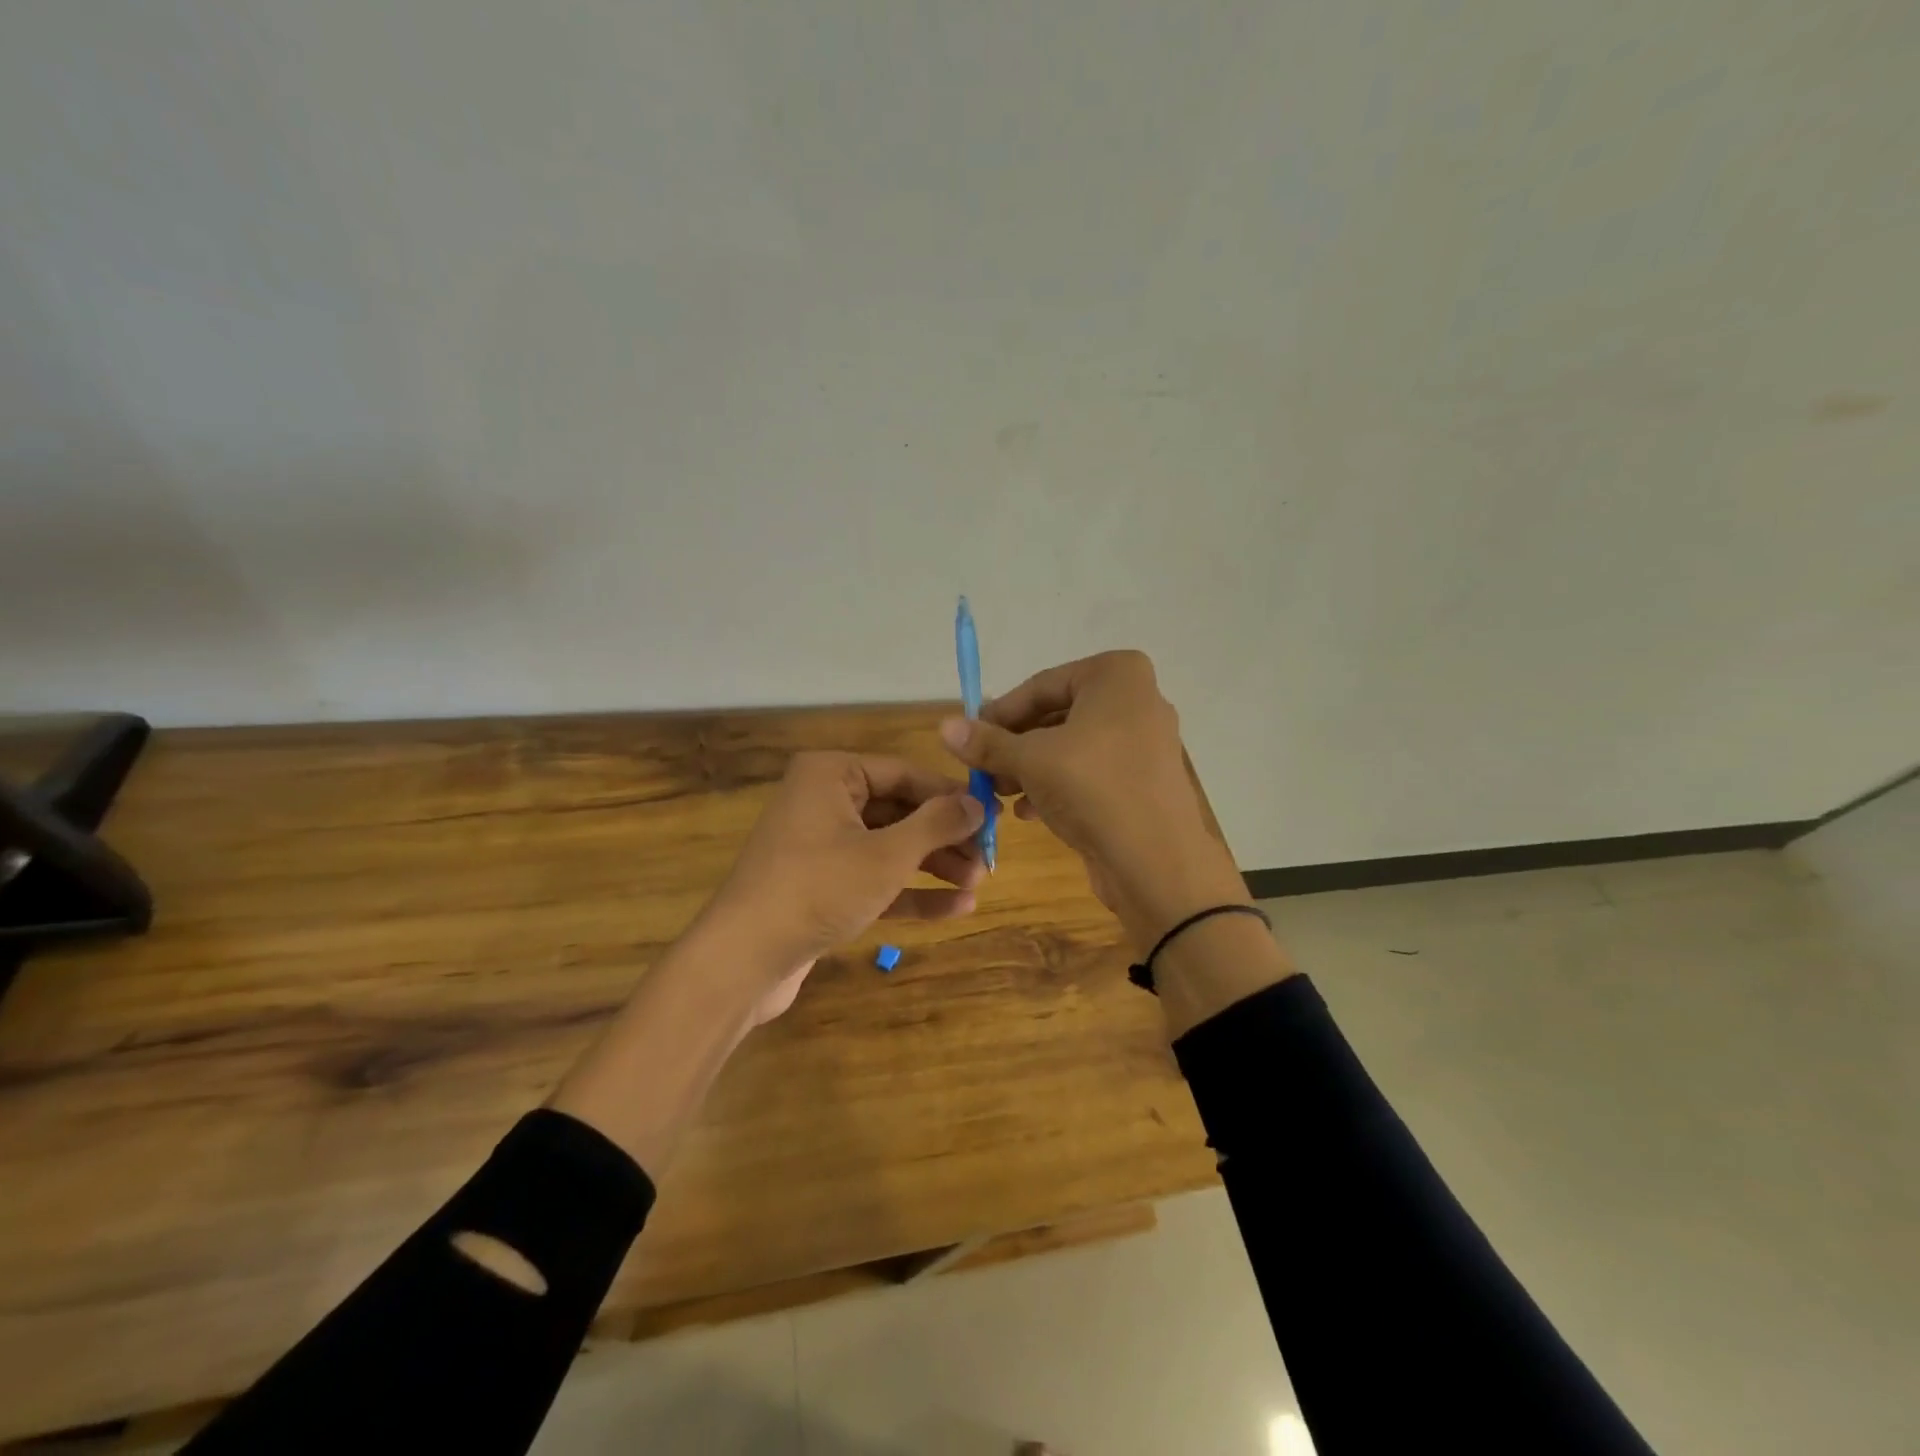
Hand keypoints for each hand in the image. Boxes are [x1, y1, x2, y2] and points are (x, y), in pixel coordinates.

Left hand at [703, 751, 986, 1017]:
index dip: (952, 795)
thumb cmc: (818, 888)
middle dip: (944, 837)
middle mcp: (824, 801)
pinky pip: (874, 879)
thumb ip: (936, 824)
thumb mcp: (886, 855)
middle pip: (899, 811)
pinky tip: (955, 908)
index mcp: (832, 775)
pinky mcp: (821, 886)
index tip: (994, 816)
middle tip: (988, 859)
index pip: (906, 774)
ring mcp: (821, 846)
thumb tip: (977, 804)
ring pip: (889, 847)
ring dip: (933, 866)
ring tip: (977, 884)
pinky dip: (910, 891)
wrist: (743, 959)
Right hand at [939, 651, 1246, 953]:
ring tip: (999, 793)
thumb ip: (987, 742)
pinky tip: (1029, 812)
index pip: (1041, 685)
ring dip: (1031, 768)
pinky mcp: (1145, 780)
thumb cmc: (1092, 789)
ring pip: (1073, 747)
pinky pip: (1092, 772)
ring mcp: (1145, 742)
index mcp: (1117, 676)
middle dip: (1015, 744)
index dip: (1000, 713)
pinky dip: (1059, 786)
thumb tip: (945, 727)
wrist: (1156, 861)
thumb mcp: (1030, 760)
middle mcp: (1137, 701)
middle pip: (1057, 715)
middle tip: (982, 769)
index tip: (969, 738)